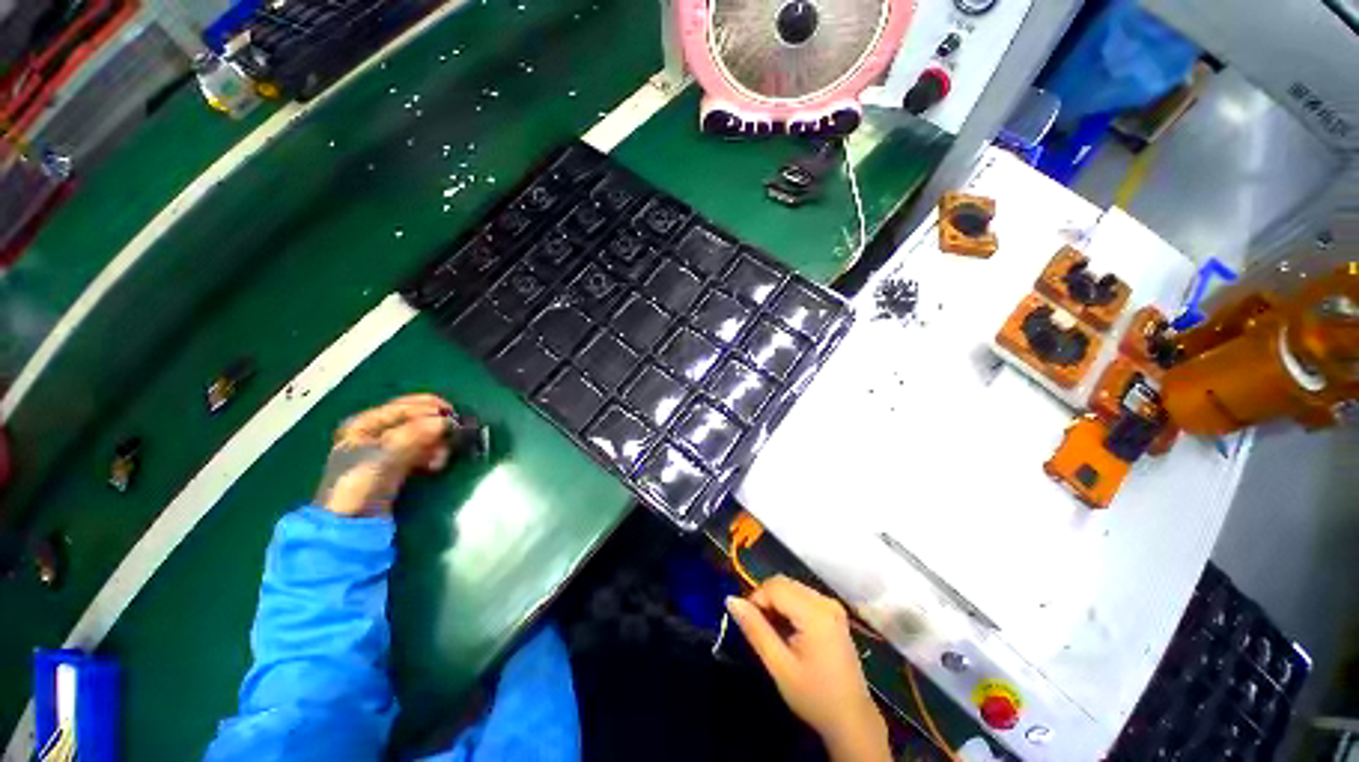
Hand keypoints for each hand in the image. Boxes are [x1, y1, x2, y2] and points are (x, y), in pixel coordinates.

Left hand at [314, 394, 454, 516]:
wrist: (350, 525)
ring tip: (441, 459)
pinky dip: (432, 455)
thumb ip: (415, 434)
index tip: (454, 417)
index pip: (405, 406)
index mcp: (364, 423)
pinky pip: (422, 451)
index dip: (431, 408)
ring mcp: (386, 449)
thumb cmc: (361, 484)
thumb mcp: (385, 455)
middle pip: (416, 419)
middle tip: (451, 438)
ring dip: (437, 444)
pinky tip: (435, 466)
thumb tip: (448, 421)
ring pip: (422, 435)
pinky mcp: (397, 465)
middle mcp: (374, 431)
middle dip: (436, 428)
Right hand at [727, 576, 889, 761]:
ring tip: (773, 634)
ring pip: (792, 588)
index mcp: (815, 612)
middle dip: (766, 601)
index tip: (749, 625)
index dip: (756, 599)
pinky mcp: (833, 613)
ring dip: (776, 604)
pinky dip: (789, 608)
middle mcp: (825, 601)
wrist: (852, 720)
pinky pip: (802, 597)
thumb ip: (754, 629)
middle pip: (784, 583)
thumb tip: (730, 599)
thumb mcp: (779, 665)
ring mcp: (832, 606)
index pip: (774, 586)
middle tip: (759, 631)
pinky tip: (788, 632)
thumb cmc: (814, 696)